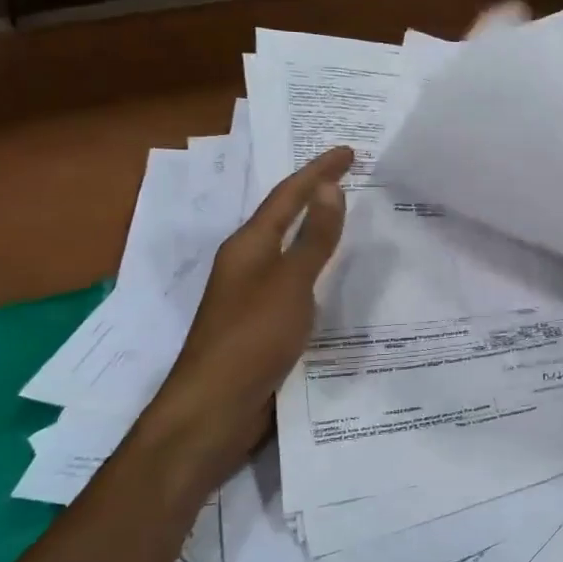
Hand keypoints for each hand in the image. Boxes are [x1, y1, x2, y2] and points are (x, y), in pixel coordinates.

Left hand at [141, 146, 353, 471]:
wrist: (214, 410)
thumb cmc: (251, 339)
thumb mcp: (290, 284)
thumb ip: (313, 238)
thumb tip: (329, 187)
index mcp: (249, 246)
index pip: (288, 196)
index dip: (318, 171)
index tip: (349, 151)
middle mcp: (247, 264)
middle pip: (284, 217)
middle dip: (315, 194)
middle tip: (348, 176)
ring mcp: (252, 296)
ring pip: (290, 250)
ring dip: (316, 229)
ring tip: (347, 216)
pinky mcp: (262, 325)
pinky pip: (296, 282)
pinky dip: (317, 268)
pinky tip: (335, 278)